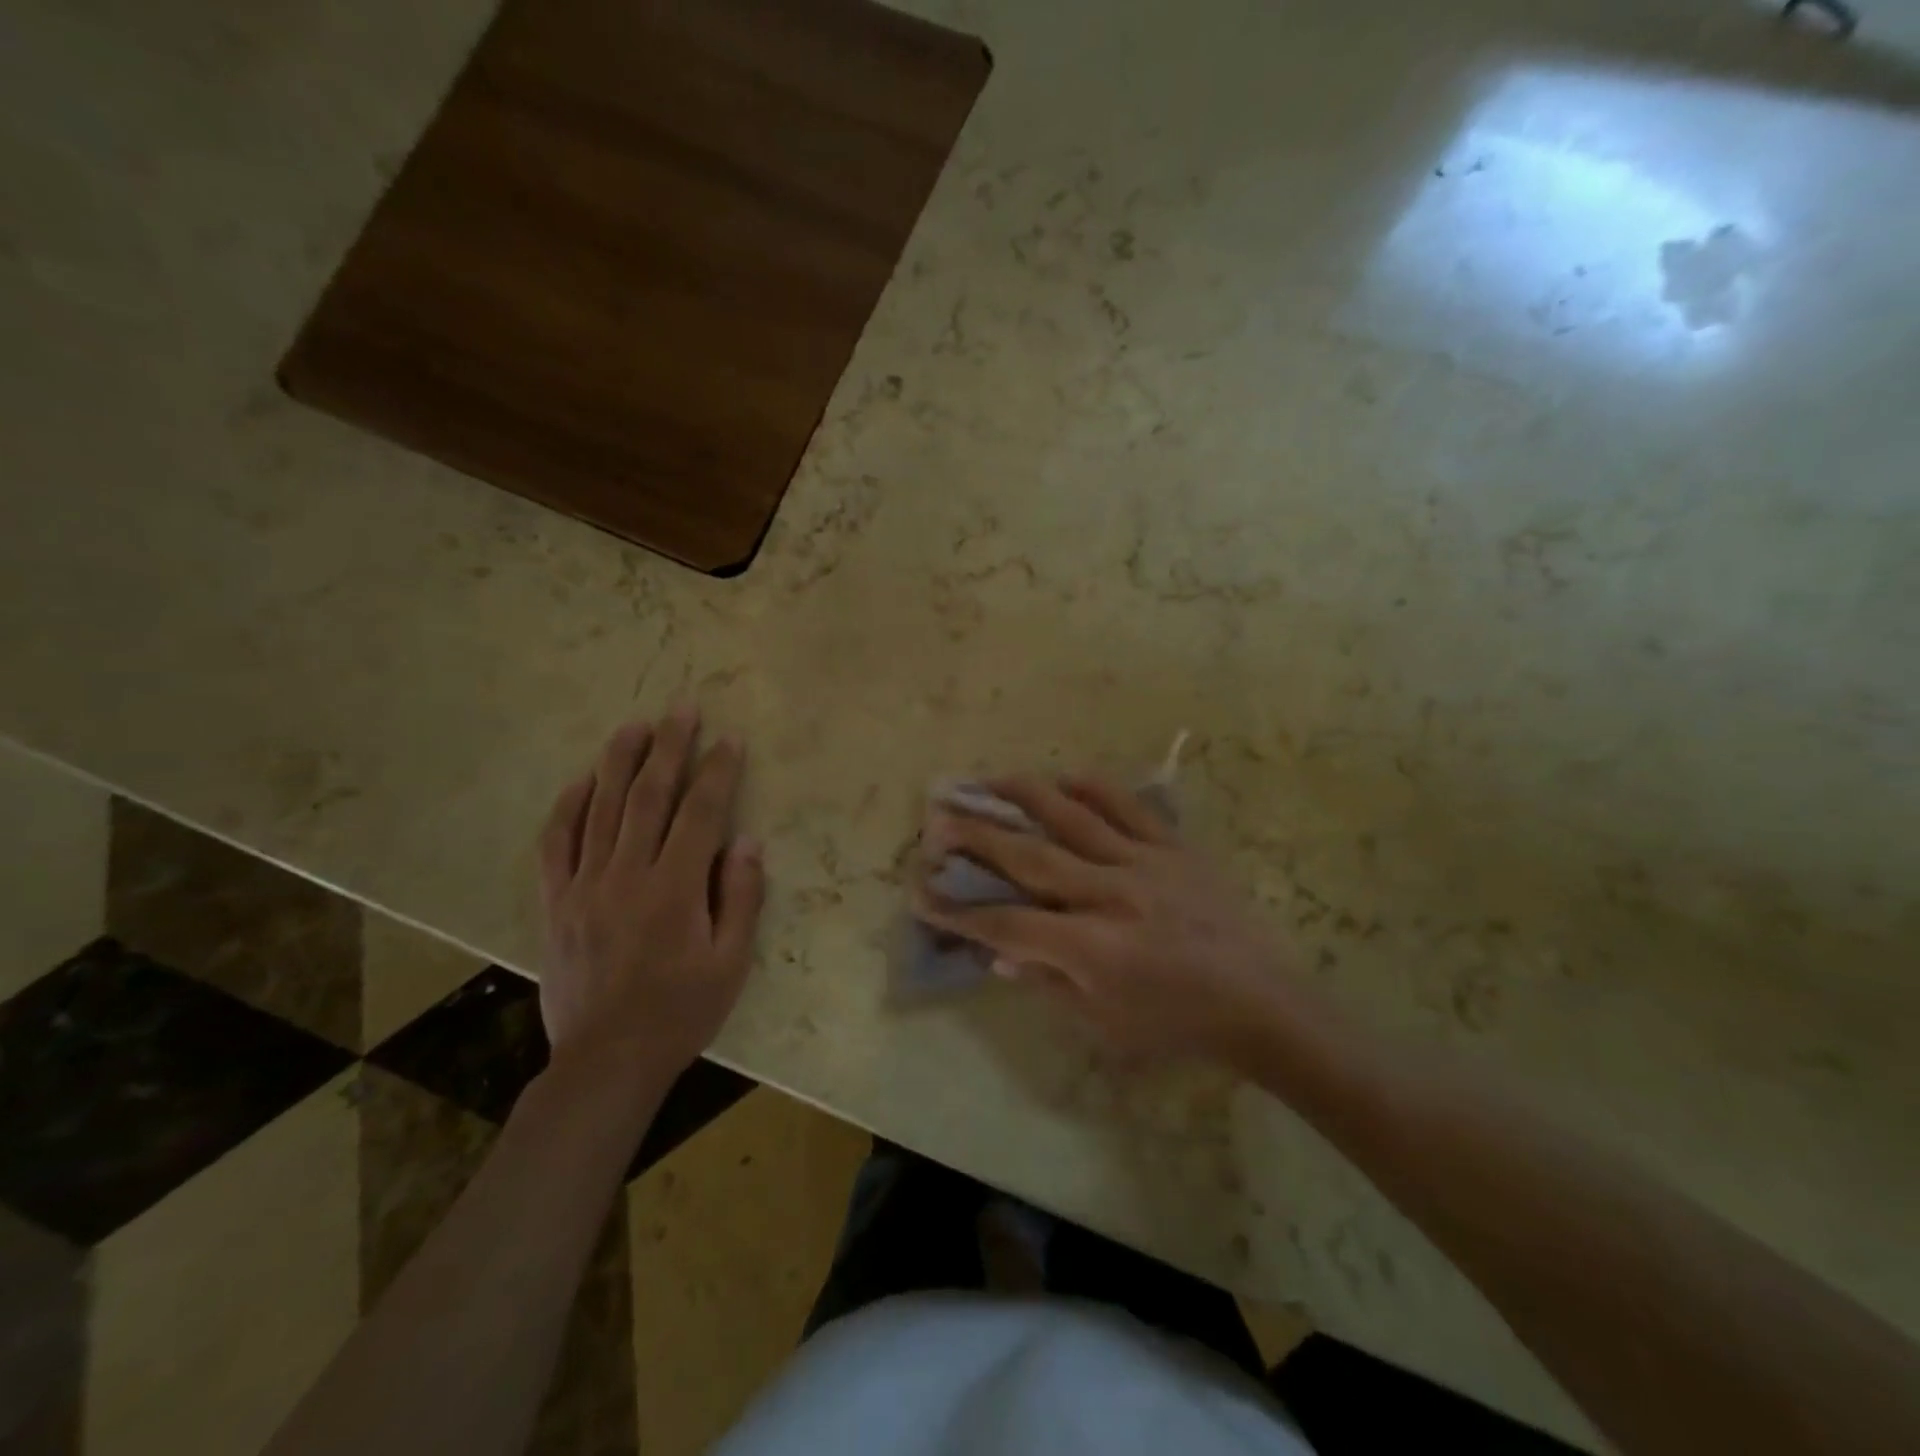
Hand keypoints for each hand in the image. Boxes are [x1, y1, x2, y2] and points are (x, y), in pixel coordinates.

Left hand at [537, 707, 764, 1081]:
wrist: (608, 1059)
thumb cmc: (682, 1011)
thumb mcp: (731, 962)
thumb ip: (740, 897)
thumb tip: (747, 841)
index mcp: (675, 888)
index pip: (701, 813)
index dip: (717, 771)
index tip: (730, 739)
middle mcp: (628, 875)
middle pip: (649, 796)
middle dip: (669, 747)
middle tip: (681, 709)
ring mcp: (584, 886)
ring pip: (601, 809)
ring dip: (619, 762)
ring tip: (634, 726)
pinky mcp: (555, 903)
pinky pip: (555, 845)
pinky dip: (567, 808)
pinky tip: (581, 782)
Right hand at [915, 775, 1296, 1062]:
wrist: (1261, 1002)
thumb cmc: (1177, 1024)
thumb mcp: (1104, 1024)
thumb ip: (1047, 983)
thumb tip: (998, 952)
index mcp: (1092, 946)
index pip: (1008, 922)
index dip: (960, 910)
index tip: (921, 891)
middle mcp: (1111, 894)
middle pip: (1029, 857)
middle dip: (976, 837)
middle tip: (937, 818)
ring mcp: (1144, 863)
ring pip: (1073, 817)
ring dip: (1025, 795)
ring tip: (989, 777)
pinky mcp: (1174, 847)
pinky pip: (1129, 807)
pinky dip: (1094, 787)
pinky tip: (1065, 775)